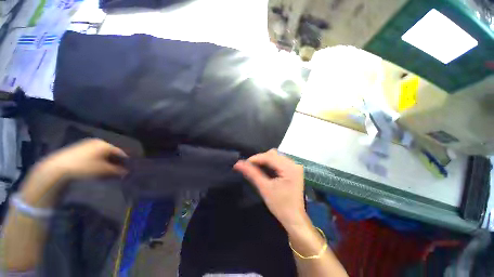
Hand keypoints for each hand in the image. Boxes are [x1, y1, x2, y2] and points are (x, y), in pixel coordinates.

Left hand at [21, 139, 127, 207]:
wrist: (58, 167)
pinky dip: (97, 160)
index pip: (120, 152)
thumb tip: (126, 172)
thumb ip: (117, 170)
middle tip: (117, 170)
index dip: (124, 160)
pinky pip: (93, 154)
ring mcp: (87, 144)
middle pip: (110, 152)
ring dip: (106, 161)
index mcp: (105, 144)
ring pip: (101, 153)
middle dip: (115, 161)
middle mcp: (97, 142)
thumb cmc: (84, 167)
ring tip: (106, 171)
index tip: (127, 168)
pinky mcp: (78, 148)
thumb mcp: (103, 170)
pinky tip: (95, 167)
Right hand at [234, 149, 307, 230]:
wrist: (294, 219)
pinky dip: (270, 163)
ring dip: (264, 160)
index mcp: (289, 168)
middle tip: (249, 167)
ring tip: (255, 168)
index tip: (243, 163)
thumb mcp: (264, 188)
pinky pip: (279, 161)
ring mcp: (295, 166)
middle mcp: (294, 163)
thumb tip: (238, 163)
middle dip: (259, 159)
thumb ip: (252, 173)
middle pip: (273, 154)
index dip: (255, 158)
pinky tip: (264, 169)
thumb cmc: (280, 205)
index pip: (269, 156)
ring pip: (276, 156)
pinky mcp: (293, 169)